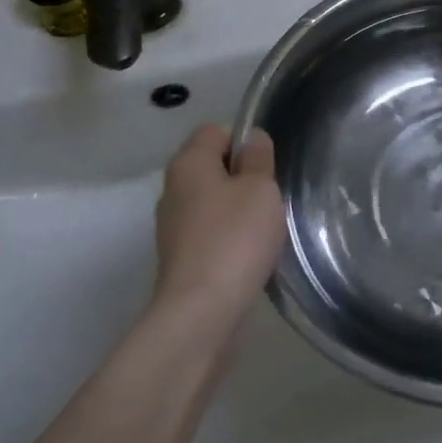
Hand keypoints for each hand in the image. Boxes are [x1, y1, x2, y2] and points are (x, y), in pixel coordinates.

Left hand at [153, 124, 285, 324]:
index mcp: (188, 163)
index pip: (216, 131)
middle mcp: (172, 188)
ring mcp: (172, 225)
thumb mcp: (260, 188)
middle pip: (212, 167)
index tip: (267, 166)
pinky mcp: (179, 257)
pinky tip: (248, 254)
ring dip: (237, 210)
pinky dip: (228, 237)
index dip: (245, 142)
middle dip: (243, 177)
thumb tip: (253, 139)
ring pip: (212, 201)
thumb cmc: (235, 237)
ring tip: (263, 229)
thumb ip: (259, 158)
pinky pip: (209, 232)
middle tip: (270, 197)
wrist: (201, 311)